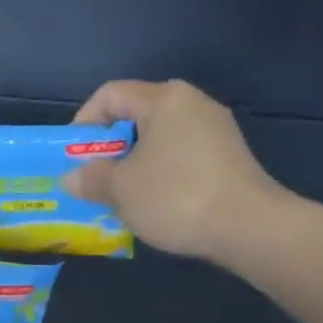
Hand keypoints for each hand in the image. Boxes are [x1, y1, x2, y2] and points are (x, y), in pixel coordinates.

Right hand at [63, 80, 292, 266]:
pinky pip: (181, 157)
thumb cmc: (176, 197)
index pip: (110, 94)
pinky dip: (160, 174)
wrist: (250, 228)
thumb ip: (91, 179)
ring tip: (119, 195)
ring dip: (133, 163)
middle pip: (136, 115)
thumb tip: (72, 178)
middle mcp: (193, 104)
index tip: (73, 156)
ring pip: (159, 139)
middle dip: (108, 146)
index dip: (84, 121)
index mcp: (164, 100)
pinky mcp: (228, 158)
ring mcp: (216, 131)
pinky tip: (153, 203)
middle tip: (93, 177)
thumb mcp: (121, 190)